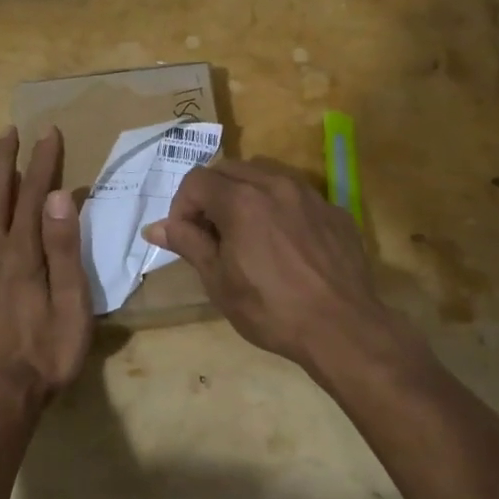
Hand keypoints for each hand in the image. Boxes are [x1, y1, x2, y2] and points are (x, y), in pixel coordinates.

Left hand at [0, 126, 92, 415]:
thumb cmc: (45, 352)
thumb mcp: (70, 304)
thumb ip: (63, 249)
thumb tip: (59, 197)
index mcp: (21, 253)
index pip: (34, 195)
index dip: (42, 162)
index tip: (48, 133)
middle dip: (5, 160)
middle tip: (11, 131)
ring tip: (1, 165)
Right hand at [143, 159, 391, 370]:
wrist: (343, 329)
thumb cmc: (271, 310)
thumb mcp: (219, 281)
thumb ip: (188, 243)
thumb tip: (154, 227)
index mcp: (241, 200)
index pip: (196, 180)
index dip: (182, 206)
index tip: (187, 237)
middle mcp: (275, 184)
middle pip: (229, 169)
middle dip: (212, 194)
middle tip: (213, 234)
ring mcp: (309, 195)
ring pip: (265, 174)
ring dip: (245, 194)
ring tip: (247, 233)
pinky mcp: (334, 210)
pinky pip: (297, 195)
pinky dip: (279, 207)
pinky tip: (285, 243)